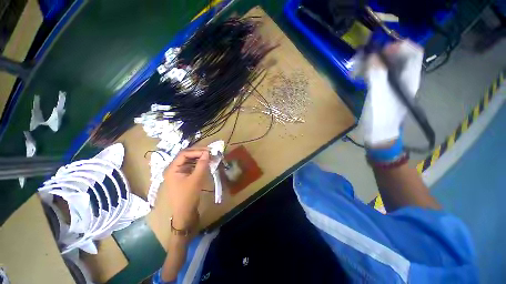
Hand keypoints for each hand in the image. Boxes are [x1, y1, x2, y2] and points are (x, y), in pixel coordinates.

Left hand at [163, 147, 209, 228]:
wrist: (184, 212)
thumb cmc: (188, 196)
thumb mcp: (196, 179)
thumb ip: (201, 165)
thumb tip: (207, 153)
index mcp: (172, 168)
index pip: (184, 154)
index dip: (196, 151)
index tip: (208, 151)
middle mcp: (174, 168)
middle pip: (186, 156)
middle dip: (198, 153)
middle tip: (210, 152)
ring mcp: (178, 172)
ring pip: (189, 160)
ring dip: (199, 158)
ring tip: (209, 156)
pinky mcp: (183, 176)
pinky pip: (191, 166)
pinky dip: (198, 164)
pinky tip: (205, 163)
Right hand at [357, 40, 423, 146]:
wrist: (379, 136)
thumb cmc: (381, 118)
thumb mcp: (378, 97)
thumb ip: (377, 76)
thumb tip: (372, 57)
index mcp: (408, 79)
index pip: (413, 53)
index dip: (399, 46)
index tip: (381, 49)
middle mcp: (403, 79)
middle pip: (398, 57)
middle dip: (382, 53)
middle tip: (365, 57)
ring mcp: (392, 85)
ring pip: (387, 66)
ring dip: (373, 62)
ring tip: (358, 67)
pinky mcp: (383, 91)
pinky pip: (378, 75)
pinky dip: (369, 72)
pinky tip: (359, 75)